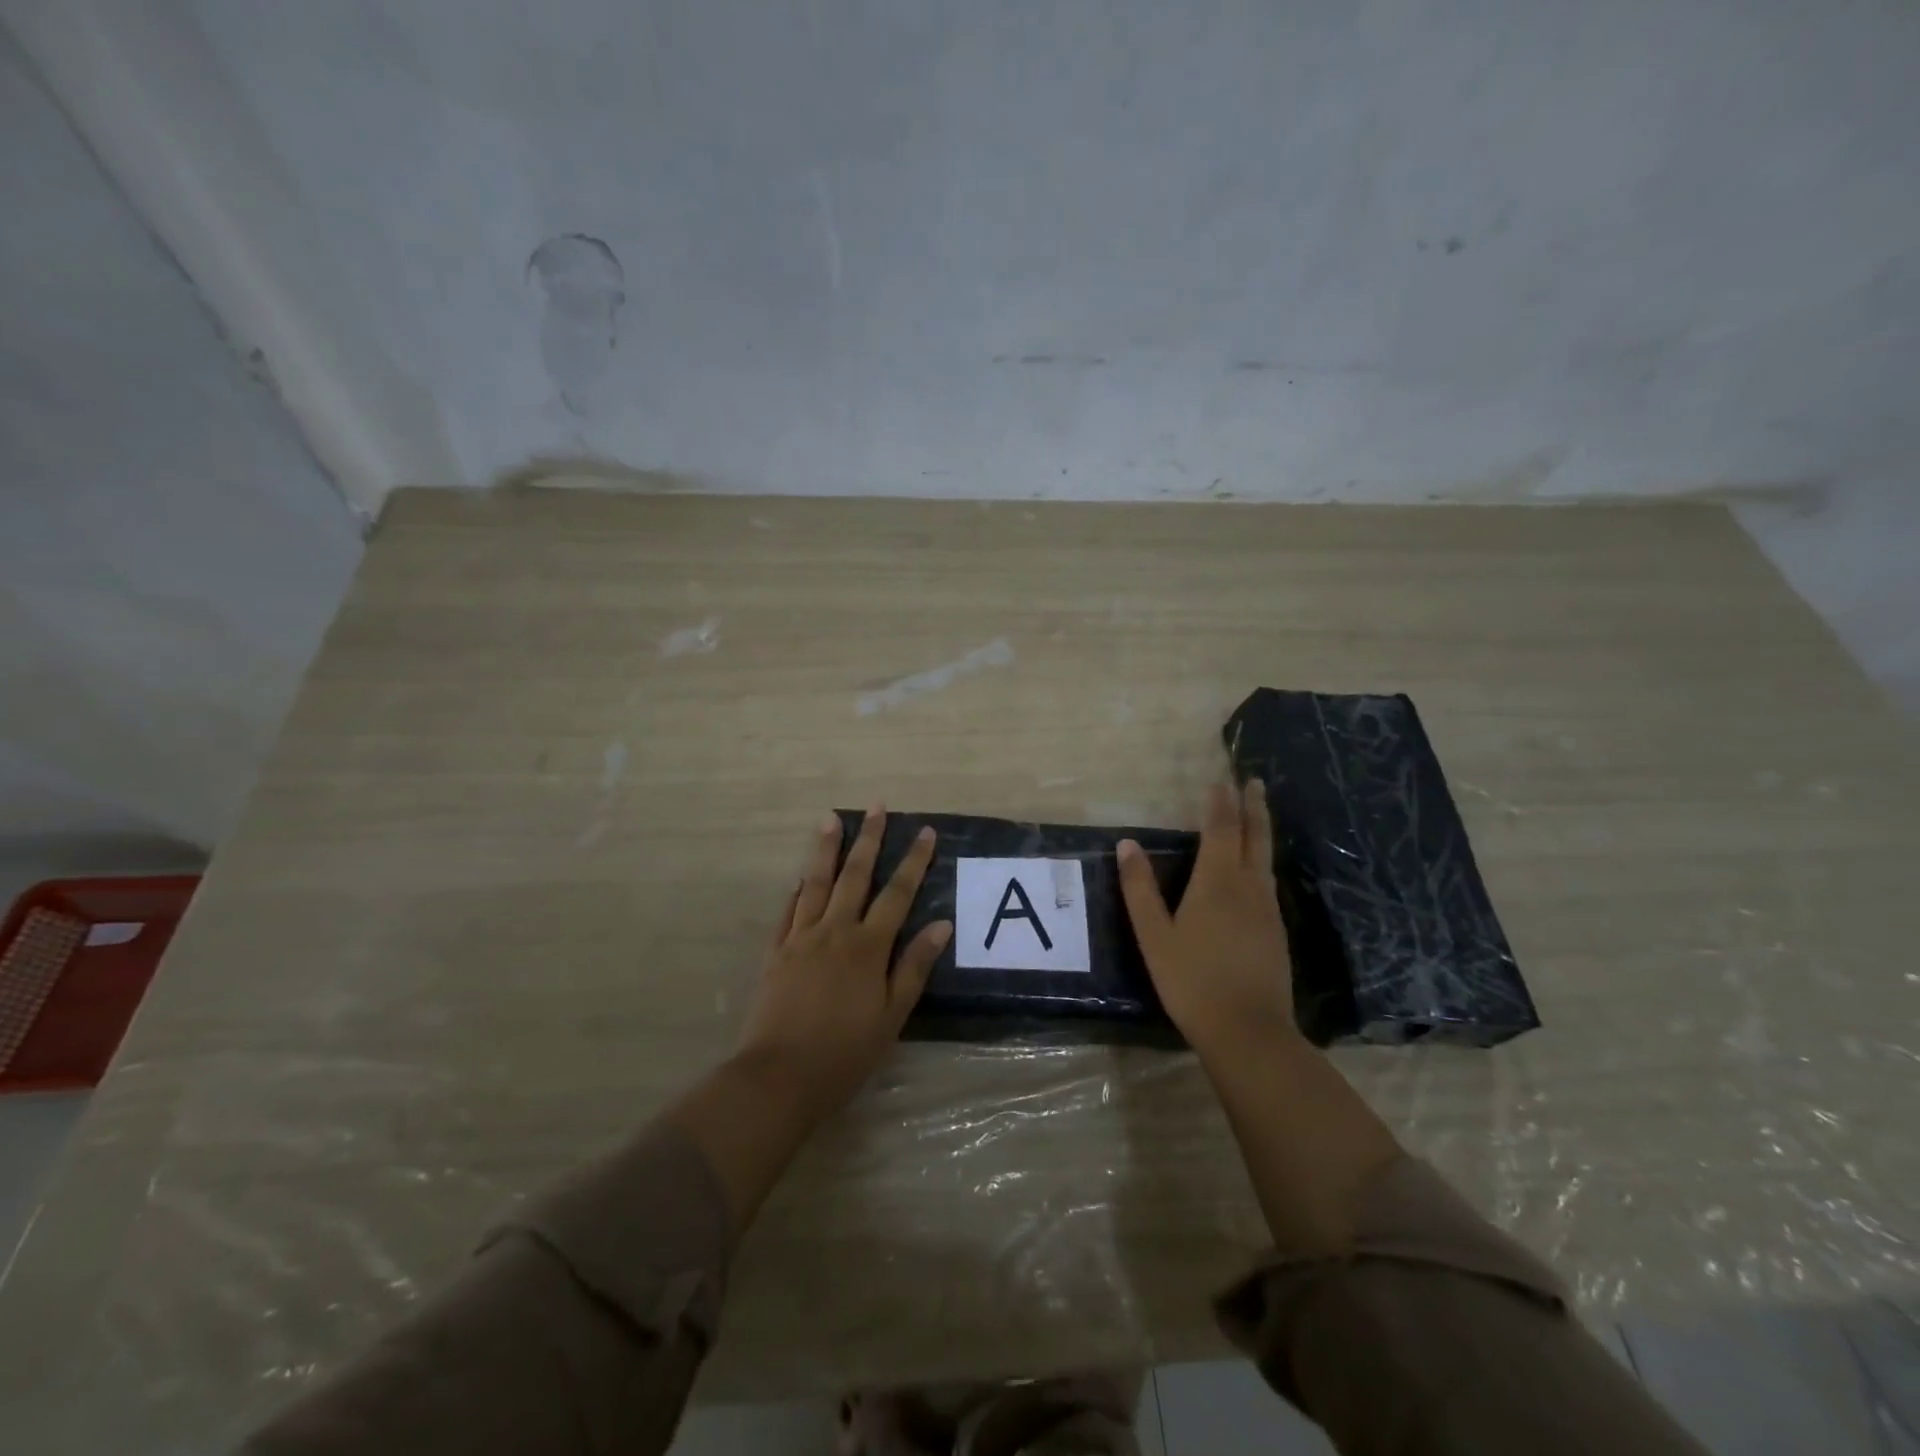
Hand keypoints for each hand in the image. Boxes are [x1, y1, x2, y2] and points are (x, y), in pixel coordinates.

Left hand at [735, 806, 951, 1121]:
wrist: (779, 1077)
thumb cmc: (845, 1052)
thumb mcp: (892, 1016)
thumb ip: (914, 967)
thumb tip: (941, 924)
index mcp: (867, 947)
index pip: (896, 894)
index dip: (913, 861)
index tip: (925, 832)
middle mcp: (834, 931)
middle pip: (855, 875)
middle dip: (869, 839)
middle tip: (877, 806)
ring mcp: (800, 938)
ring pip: (816, 882)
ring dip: (826, 848)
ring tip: (831, 819)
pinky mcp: (776, 952)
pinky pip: (788, 910)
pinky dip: (797, 889)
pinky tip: (801, 876)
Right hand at [1118, 781, 1298, 1059]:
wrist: (1248, 1031)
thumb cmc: (1192, 980)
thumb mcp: (1154, 935)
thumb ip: (1139, 889)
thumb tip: (1127, 845)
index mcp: (1216, 882)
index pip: (1221, 830)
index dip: (1220, 803)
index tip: (1221, 779)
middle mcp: (1248, 887)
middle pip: (1254, 837)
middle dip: (1253, 807)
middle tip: (1254, 781)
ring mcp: (1267, 910)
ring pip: (1265, 859)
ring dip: (1260, 830)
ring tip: (1257, 814)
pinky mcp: (1276, 932)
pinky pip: (1268, 881)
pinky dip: (1262, 860)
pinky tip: (1257, 871)